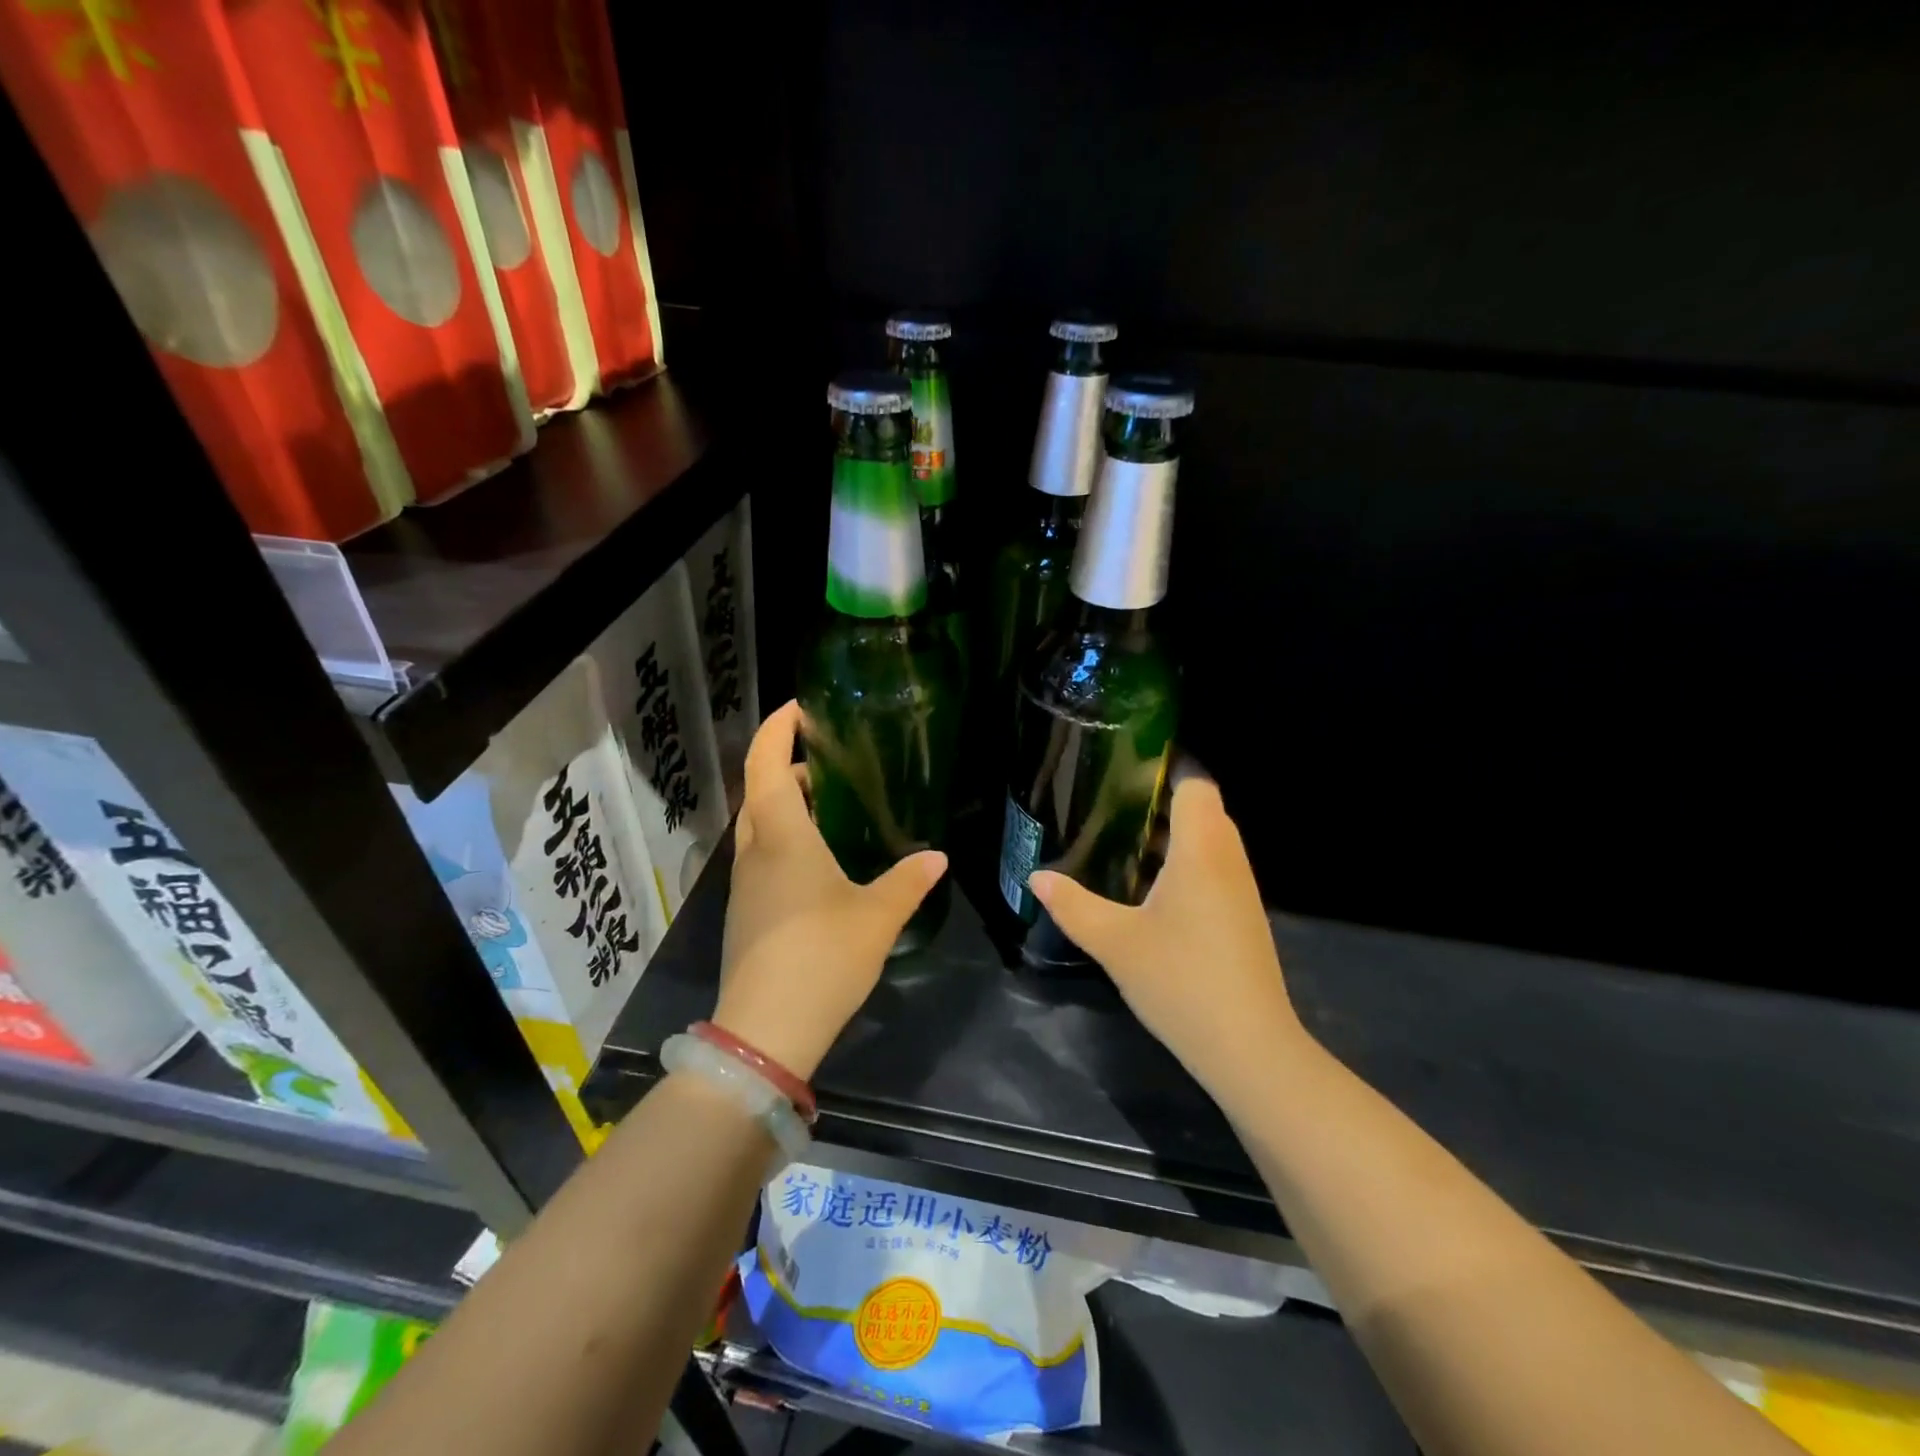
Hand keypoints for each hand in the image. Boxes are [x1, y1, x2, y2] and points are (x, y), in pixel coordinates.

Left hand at [712, 702, 947, 1079]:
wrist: (764, 1032)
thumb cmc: (821, 957)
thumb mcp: (877, 916)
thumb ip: (908, 881)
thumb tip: (938, 856)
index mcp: (782, 837)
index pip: (766, 763)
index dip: (778, 728)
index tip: (801, 708)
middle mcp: (755, 851)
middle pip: (759, 790)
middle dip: (787, 765)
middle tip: (830, 760)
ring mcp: (744, 884)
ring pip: (759, 824)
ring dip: (785, 804)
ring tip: (830, 806)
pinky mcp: (746, 911)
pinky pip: (762, 855)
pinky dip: (785, 838)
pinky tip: (820, 862)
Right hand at [1030, 778, 1305, 1101]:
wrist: (1249, 1048)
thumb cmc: (1181, 980)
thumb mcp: (1115, 942)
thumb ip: (1073, 905)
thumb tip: (1037, 877)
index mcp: (1201, 850)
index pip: (1196, 784)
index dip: (1165, 768)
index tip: (1124, 769)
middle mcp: (1228, 860)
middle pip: (1204, 808)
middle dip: (1161, 800)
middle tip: (1112, 805)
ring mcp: (1242, 890)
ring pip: (1211, 840)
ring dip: (1173, 834)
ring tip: (1124, 840)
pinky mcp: (1243, 917)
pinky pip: (1215, 868)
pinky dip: (1186, 862)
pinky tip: (1150, 887)